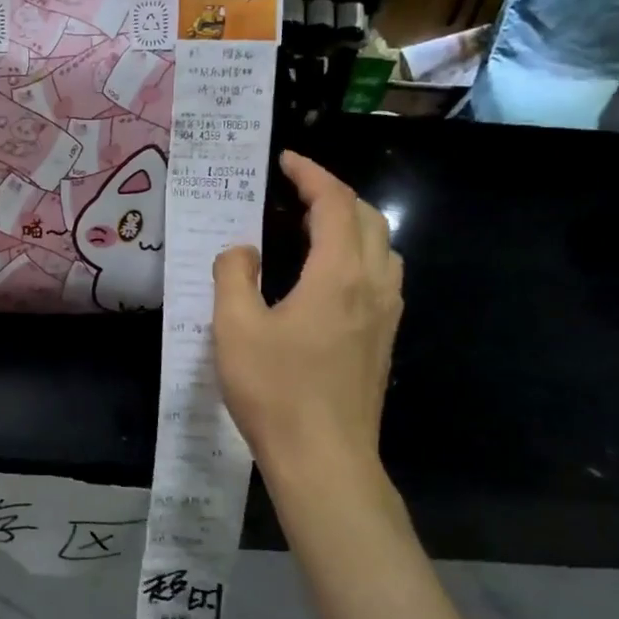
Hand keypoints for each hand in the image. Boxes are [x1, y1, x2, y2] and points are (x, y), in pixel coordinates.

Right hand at [213, 150, 402, 487]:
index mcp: (338, 274)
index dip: (311, 175)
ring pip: (383, 247)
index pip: (334, 204)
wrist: (324, 458)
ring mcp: (384, 314)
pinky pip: (381, 276)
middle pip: (368, 218)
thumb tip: (242, 250)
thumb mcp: (235, 327)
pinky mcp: (382, 340)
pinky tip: (329, 277)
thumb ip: (234, 275)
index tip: (286, 161)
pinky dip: (359, 254)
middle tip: (296, 191)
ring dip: (352, 223)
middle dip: (334, 194)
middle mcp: (372, 285)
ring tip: (313, 227)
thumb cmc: (275, 390)